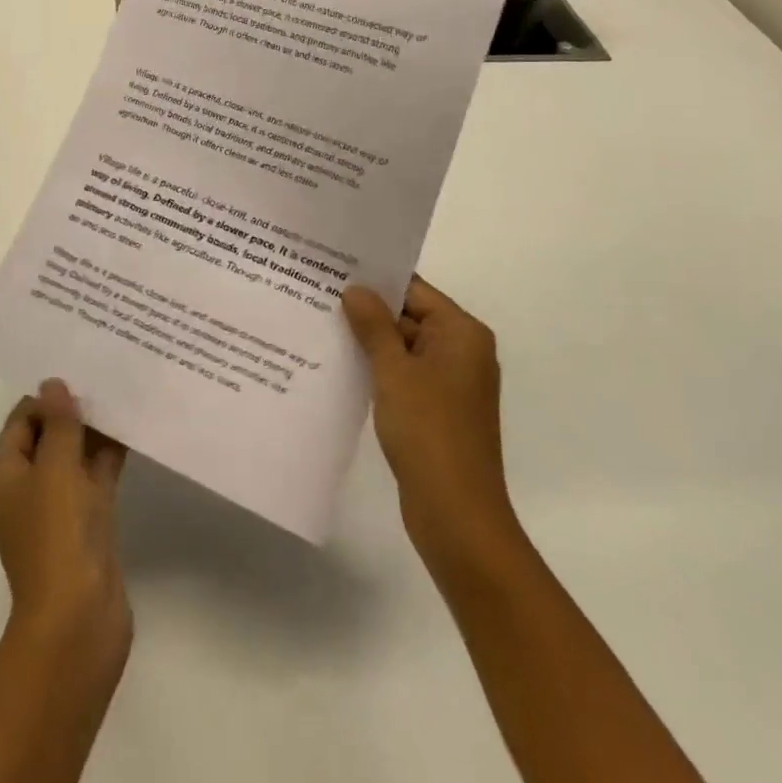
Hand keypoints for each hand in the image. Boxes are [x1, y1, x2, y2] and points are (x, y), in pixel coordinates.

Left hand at [0, 379, 131, 670]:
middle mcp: (27, 487)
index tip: (82, 371)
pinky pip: (95, 477)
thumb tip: (53, 384)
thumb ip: (58, 424)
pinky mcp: (86, 523)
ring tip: (125, 394)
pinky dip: (110, 456)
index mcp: (4, 475)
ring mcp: (58, 507)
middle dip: (75, 410)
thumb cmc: (56, 535)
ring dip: (95, 431)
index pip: (22, 420)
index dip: (48, 396)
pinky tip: (134, 429)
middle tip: (108, 375)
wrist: (79, 619)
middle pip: (48, 435)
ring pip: (75, 456)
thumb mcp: (55, 469)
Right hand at [342, 277, 520, 574]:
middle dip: (367, 310)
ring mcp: (450, 383)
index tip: (335, 270)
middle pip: (410, 316)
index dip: (376, 280)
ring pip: (404, 347)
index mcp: (462, 334)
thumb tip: (356, 289)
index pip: (415, 290)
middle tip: (318, 295)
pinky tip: (340, 365)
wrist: (456, 512)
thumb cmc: (428, 431)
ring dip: (369, 341)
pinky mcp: (437, 409)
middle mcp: (462, 352)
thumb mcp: (394, 371)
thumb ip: (374, 326)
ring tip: (320, 325)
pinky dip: (378, 369)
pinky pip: (404, 375)